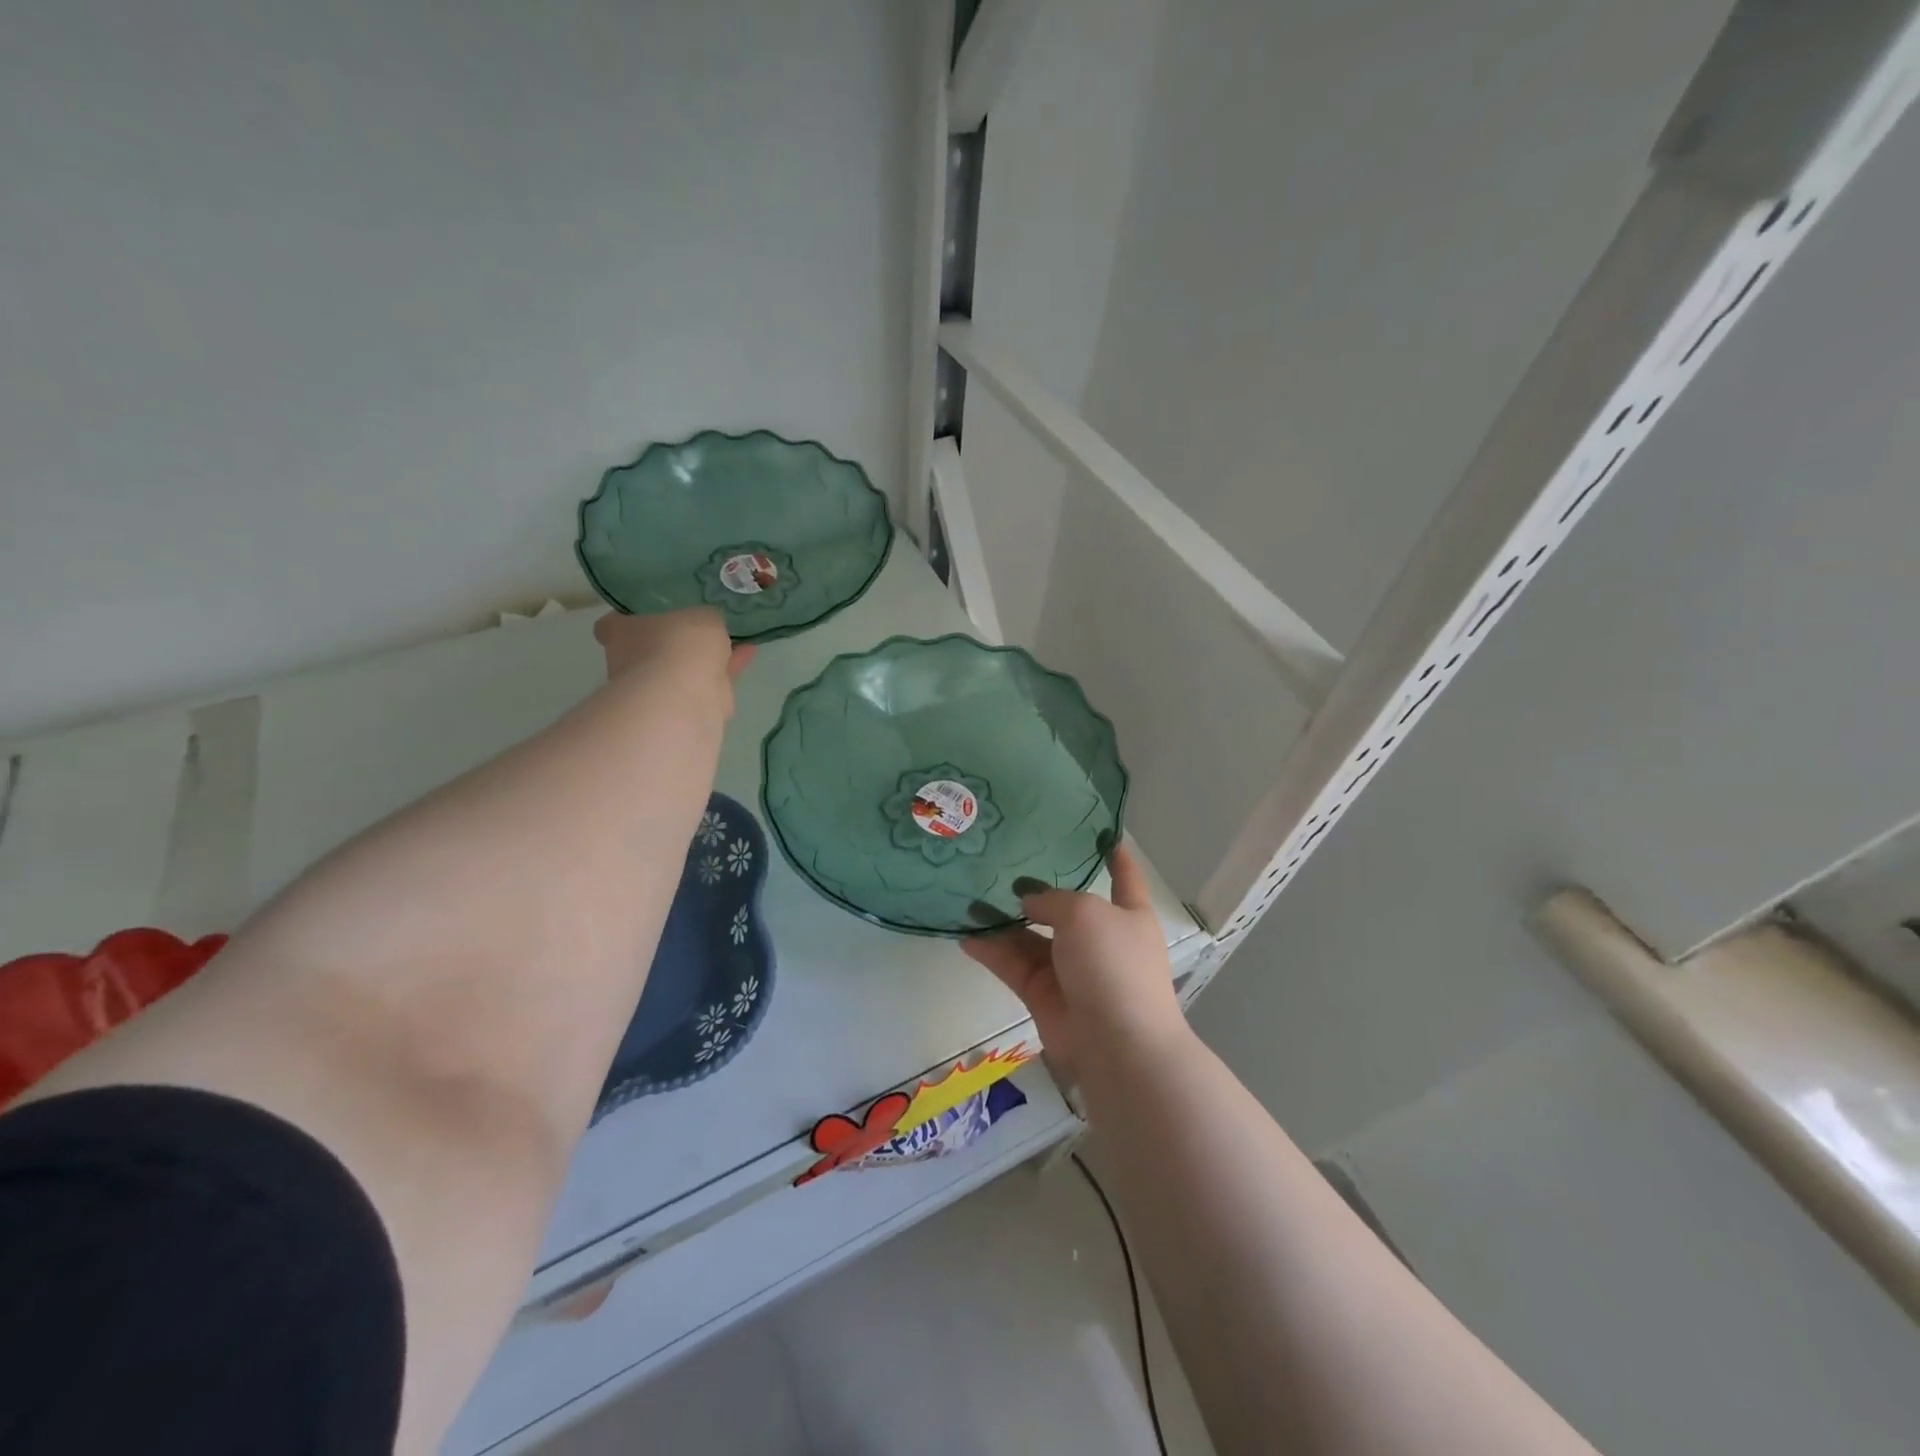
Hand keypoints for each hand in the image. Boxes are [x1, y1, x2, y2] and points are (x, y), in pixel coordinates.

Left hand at [594, 609, 755, 693]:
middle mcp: (630, 662)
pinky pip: (706, 682)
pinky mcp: (682, 707)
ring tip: (735, 639)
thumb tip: (709, 622)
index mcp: (620, 634)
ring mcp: (654, 689)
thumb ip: (705, 617)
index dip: (630, 618)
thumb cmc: (679, 644)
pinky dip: (725, 671)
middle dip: (675, 641)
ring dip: (706, 657)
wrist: (684, 696)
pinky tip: (747, 654)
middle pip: (651, 648)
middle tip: (702, 627)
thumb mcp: (701, 615)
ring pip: (682, 667)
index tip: (651, 613)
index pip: (612, 624)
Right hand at [962, 844, 1187, 1084]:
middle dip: (1037, 889)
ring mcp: (1071, 970)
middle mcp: (1100, 940)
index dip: (1114, 856)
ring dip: (1004, 920)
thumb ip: (1053, 899)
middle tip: (1001, 864)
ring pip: (1032, 937)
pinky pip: (1013, 965)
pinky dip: (991, 951)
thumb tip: (1028, 901)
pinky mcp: (1043, 996)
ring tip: (970, 896)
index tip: (1101, 833)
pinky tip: (964, 933)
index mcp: (1128, 916)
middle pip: (1065, 909)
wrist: (1117, 1045)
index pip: (1124, 878)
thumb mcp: (1086, 913)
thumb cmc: (1113, 965)